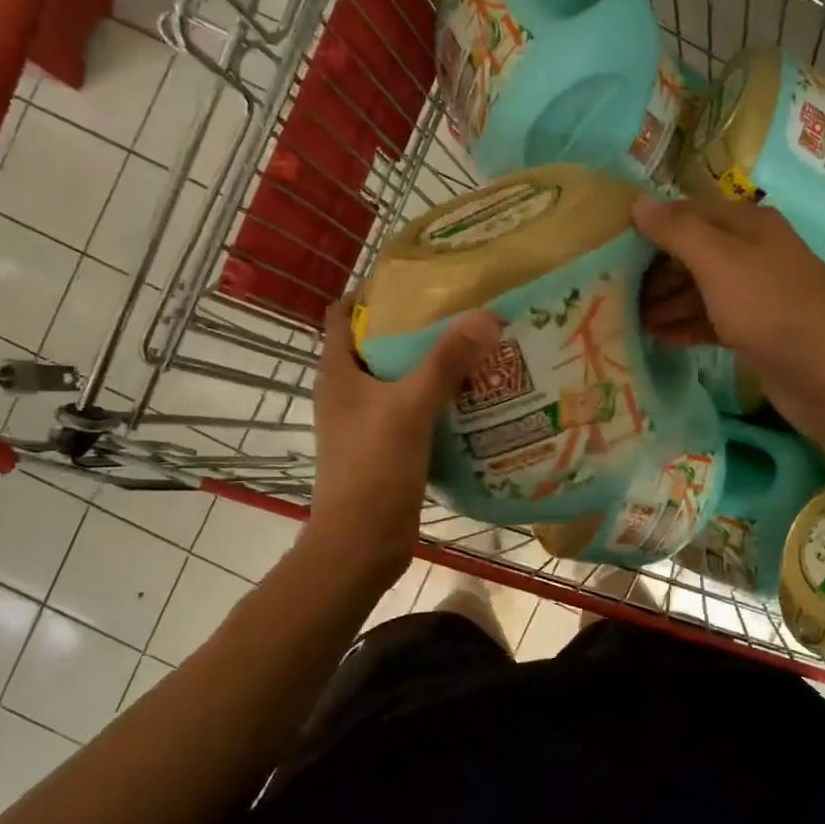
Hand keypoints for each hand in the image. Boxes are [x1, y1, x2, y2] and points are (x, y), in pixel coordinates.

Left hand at [306, 297, 500, 588]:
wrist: (361, 543)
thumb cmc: (374, 468)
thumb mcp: (412, 407)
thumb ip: (447, 362)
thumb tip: (486, 316)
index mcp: (337, 372)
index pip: (343, 314)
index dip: (372, 292)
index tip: (416, 280)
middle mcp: (345, 392)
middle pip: (376, 345)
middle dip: (413, 327)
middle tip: (460, 312)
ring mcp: (363, 423)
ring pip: (396, 381)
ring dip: (428, 366)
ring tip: (473, 350)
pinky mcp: (383, 449)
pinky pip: (410, 412)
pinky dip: (434, 402)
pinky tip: (470, 400)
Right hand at [634, 196, 824, 454]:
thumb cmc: (771, 309)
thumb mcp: (720, 262)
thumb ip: (679, 231)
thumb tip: (639, 202)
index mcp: (748, 224)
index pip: (688, 213)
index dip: (651, 227)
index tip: (610, 247)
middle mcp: (753, 252)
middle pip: (692, 253)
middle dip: (654, 271)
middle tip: (611, 291)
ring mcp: (756, 294)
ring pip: (700, 290)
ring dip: (665, 303)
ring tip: (627, 321)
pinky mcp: (756, 332)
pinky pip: (711, 321)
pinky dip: (685, 327)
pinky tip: (659, 339)